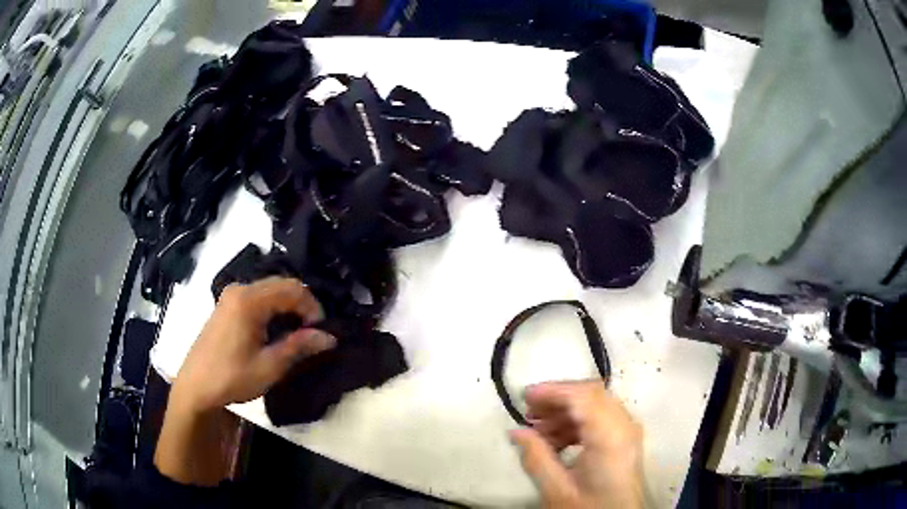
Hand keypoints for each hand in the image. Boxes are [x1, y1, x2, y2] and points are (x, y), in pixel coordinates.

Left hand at [157, 277, 335, 485]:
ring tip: (296, 334)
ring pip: (270, 289)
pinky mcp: (226, 305)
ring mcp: (230, 295)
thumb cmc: (232, 377)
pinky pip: (257, 296)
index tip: (321, 332)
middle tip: (311, 333)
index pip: (293, 289)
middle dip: (302, 305)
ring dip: (288, 306)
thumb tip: (329, 337)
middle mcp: (240, 289)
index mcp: (249, 300)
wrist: (195, 386)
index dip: (313, 307)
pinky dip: (273, 308)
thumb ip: (299, 347)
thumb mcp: (269, 366)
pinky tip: (275, 330)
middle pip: (281, 284)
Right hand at [510, 381, 644, 508]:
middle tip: (529, 411)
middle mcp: (624, 426)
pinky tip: (556, 440)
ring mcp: (628, 431)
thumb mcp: (557, 489)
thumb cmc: (589, 508)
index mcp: (610, 436)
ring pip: (596, 404)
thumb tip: (516, 432)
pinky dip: (577, 422)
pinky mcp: (625, 439)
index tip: (525, 397)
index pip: (583, 396)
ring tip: (537, 428)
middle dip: (558, 399)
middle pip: (591, 394)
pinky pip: (601, 418)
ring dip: (566, 411)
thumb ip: (536, 458)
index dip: (553, 391)